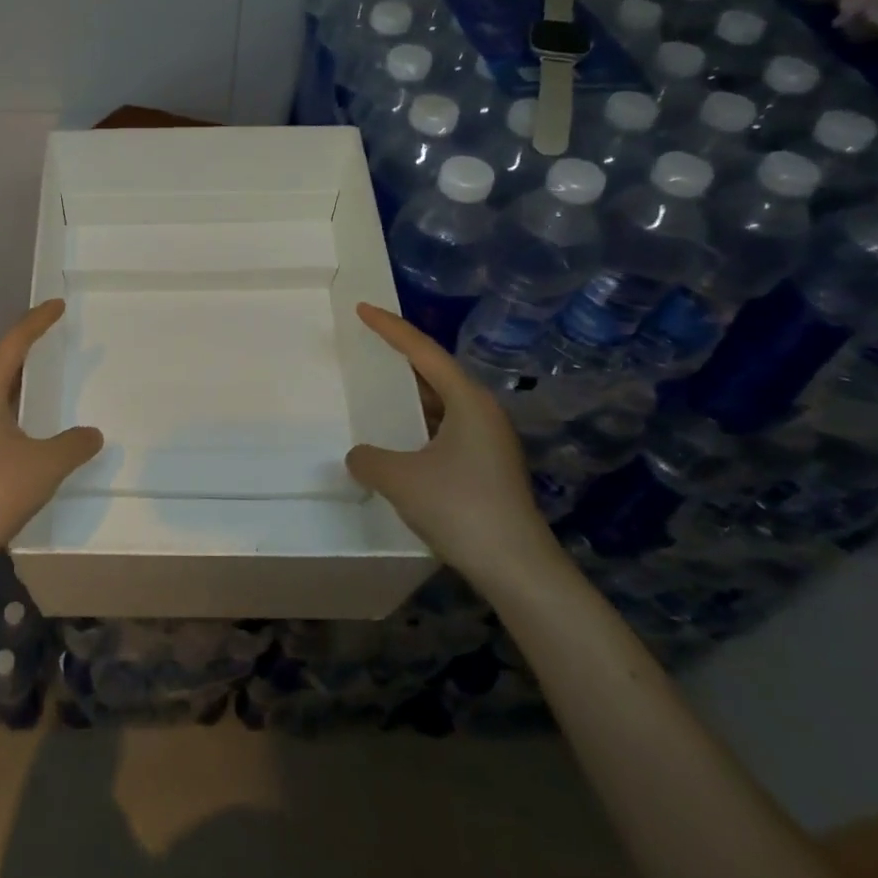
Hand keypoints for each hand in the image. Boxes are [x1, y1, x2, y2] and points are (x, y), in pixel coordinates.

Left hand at [0, 299, 103, 574]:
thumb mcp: (46, 466)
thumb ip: (74, 445)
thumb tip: (92, 434)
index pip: (12, 346)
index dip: (36, 322)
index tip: (55, 306)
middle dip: (26, 361)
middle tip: (52, 352)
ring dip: (13, 395)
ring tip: (39, 399)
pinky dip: (3, 422)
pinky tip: (17, 444)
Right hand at [345, 303, 562, 590]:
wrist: (517, 568)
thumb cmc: (460, 508)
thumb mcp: (400, 479)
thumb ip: (368, 459)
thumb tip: (360, 456)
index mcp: (468, 401)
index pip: (423, 351)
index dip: (390, 328)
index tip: (363, 309)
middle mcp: (482, 412)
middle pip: (435, 372)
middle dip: (400, 358)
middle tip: (367, 344)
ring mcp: (489, 441)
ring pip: (441, 403)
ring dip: (409, 396)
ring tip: (376, 389)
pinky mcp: (487, 466)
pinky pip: (445, 429)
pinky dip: (418, 424)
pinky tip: (398, 439)